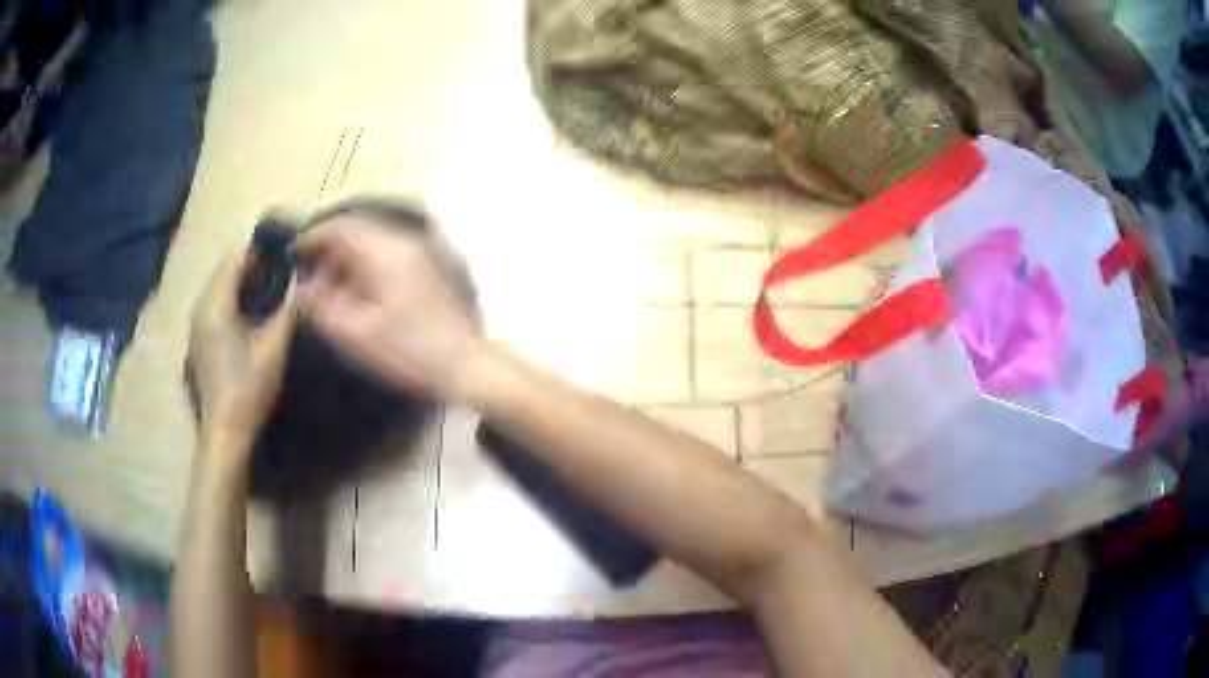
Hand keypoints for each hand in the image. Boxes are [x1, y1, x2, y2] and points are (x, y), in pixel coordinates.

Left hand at [190, 252, 296, 452]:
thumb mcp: (274, 348)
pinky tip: (252, 314)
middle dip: (253, 264)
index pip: (236, 257)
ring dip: (244, 281)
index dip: (261, 250)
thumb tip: (301, 279)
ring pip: (220, 285)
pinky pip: (216, 302)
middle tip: (283, 272)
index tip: (287, 252)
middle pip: (226, 268)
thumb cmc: (249, 389)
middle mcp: (201, 306)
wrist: (224, 432)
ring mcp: (196, 322)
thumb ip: (287, 309)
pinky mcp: (199, 337)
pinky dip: (234, 298)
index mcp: (215, 303)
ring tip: (272, 290)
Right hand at [295, 217, 480, 399]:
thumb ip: (321, 307)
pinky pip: (387, 256)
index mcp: (383, 251)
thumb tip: (300, 287)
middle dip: (328, 249)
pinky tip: (357, 295)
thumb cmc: (408, 351)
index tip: (292, 254)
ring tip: (329, 291)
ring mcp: (419, 253)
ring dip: (347, 260)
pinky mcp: (427, 269)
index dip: (312, 237)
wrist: (465, 365)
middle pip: (356, 231)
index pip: (340, 228)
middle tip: (308, 276)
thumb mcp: (355, 334)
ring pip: (372, 243)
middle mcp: (402, 242)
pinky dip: (365, 267)